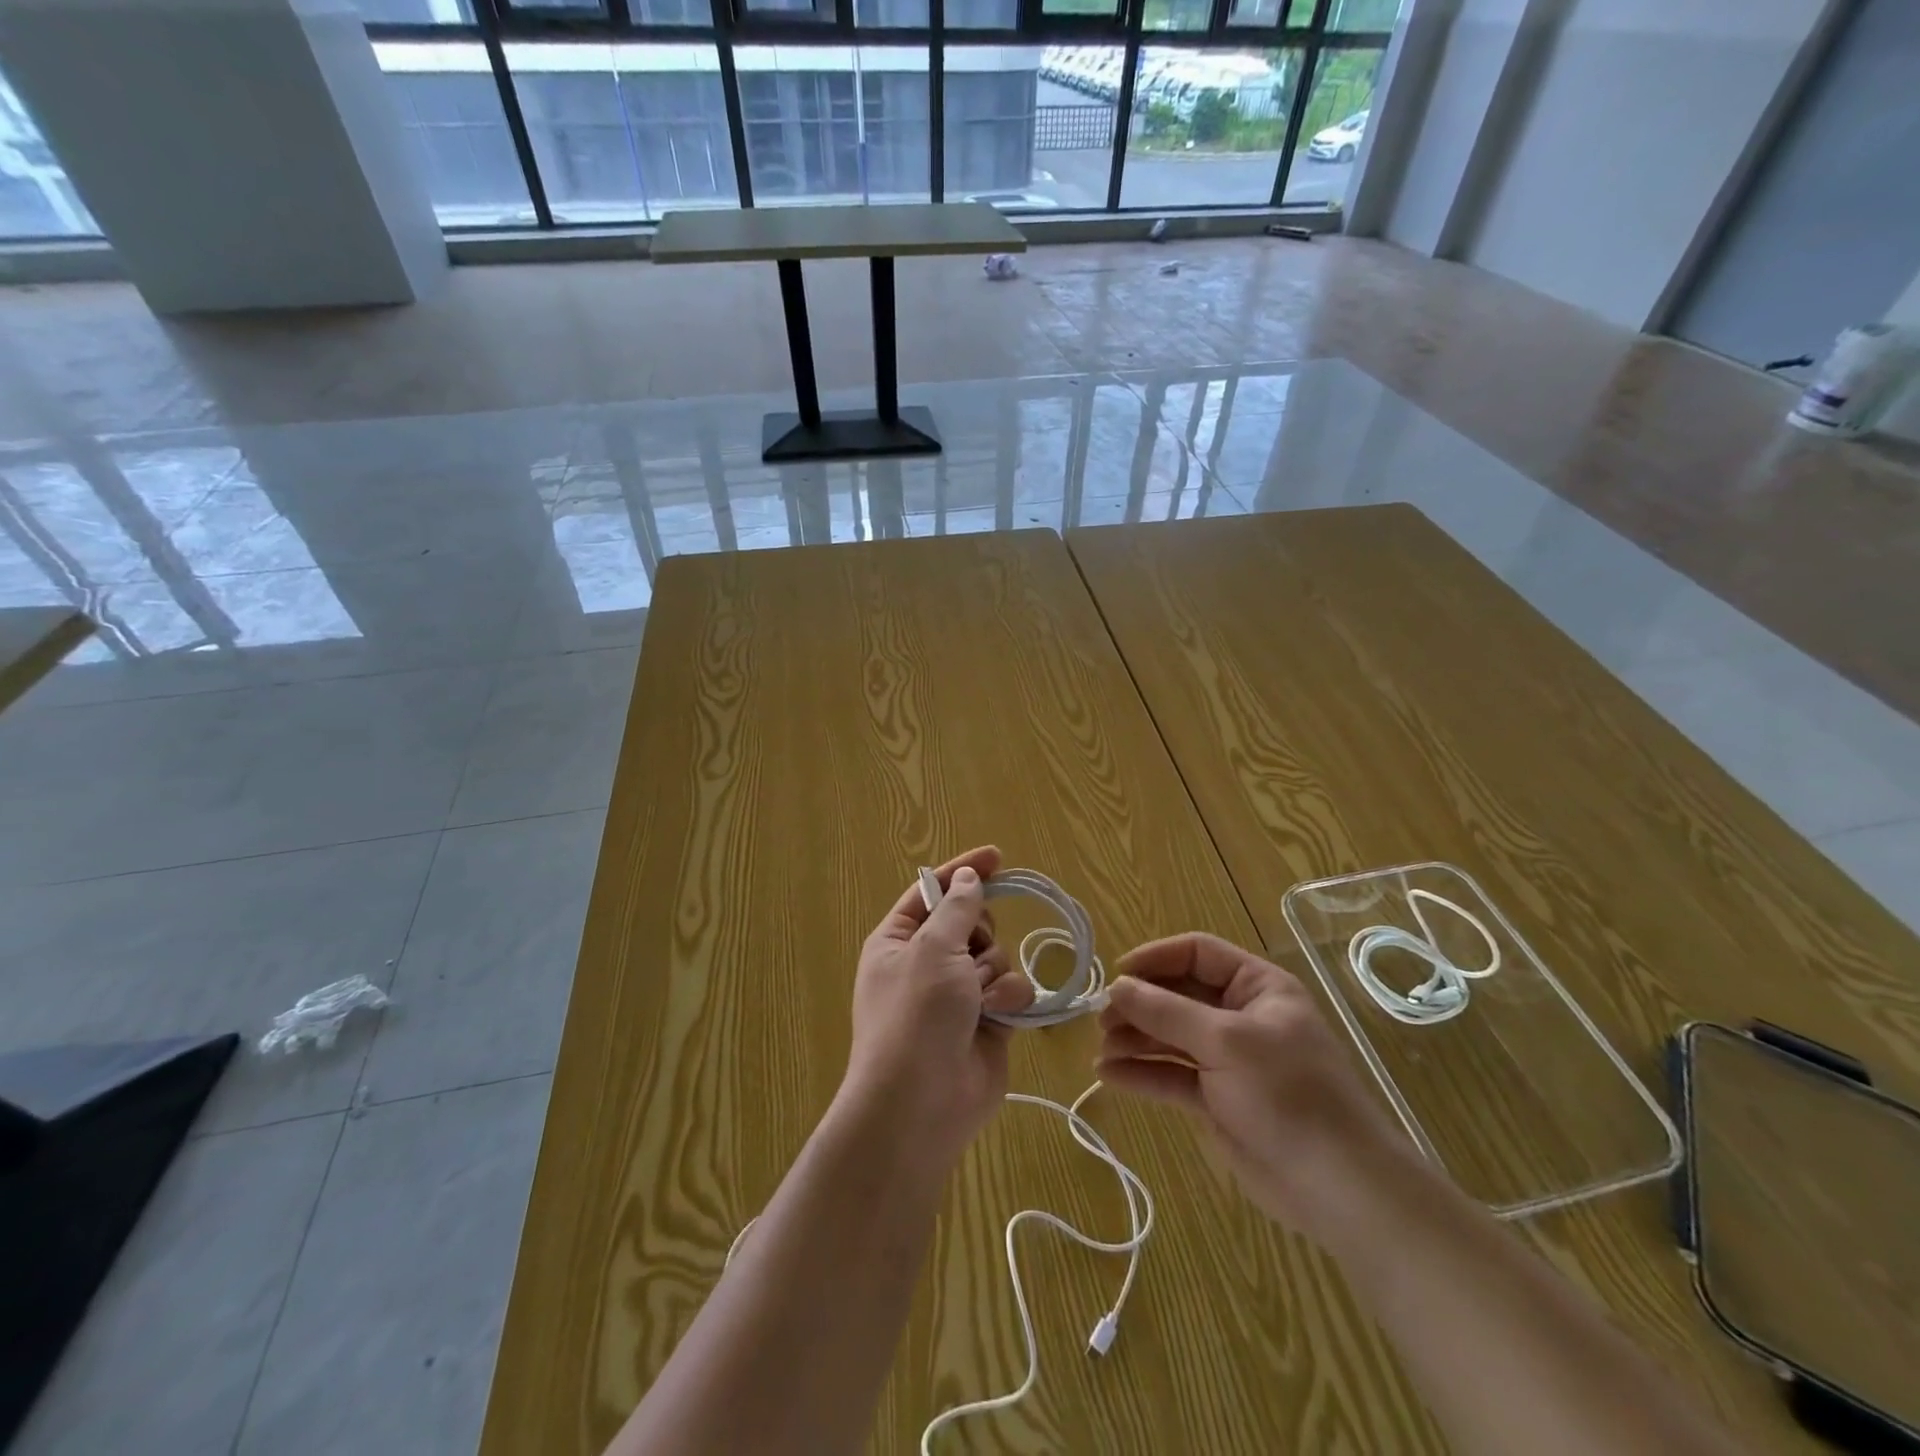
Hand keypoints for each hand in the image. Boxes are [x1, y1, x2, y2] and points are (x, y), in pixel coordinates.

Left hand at [844, 846, 1035, 1167]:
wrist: (921, 1104)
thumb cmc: (916, 1015)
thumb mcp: (932, 949)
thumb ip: (957, 908)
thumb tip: (967, 879)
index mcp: (899, 940)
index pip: (933, 891)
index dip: (963, 871)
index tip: (997, 856)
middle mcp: (928, 963)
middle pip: (972, 922)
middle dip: (980, 933)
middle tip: (969, 953)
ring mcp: (959, 994)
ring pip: (998, 956)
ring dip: (992, 973)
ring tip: (977, 1000)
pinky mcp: (989, 1021)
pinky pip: (1012, 989)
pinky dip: (1008, 999)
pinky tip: (997, 1017)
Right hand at [1096, 933, 1408, 1243]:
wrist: (1338, 1188)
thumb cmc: (1288, 1094)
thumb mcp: (1226, 1042)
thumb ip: (1167, 1011)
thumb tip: (1117, 986)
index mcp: (1256, 987)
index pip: (1197, 954)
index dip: (1155, 959)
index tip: (1117, 976)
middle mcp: (1239, 1016)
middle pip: (1177, 995)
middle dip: (1138, 1005)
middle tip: (1101, 1020)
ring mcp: (1227, 1059)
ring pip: (1169, 1036)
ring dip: (1134, 1039)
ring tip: (1101, 1049)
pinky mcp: (1215, 1099)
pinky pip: (1171, 1075)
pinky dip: (1141, 1074)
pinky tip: (1108, 1076)